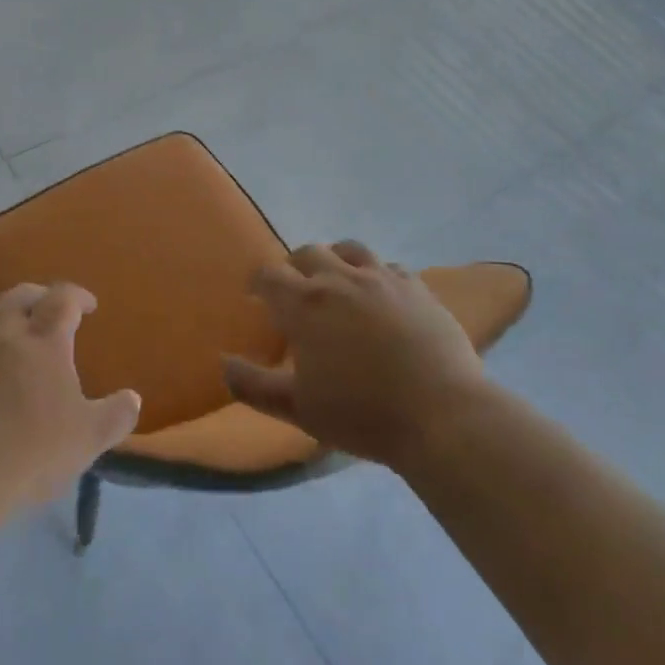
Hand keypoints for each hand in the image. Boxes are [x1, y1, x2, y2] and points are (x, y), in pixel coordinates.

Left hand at [0, 282, 140, 516]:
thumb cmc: (29, 453)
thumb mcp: (88, 440)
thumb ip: (115, 416)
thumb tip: (133, 398)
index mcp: (43, 341)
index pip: (63, 299)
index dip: (77, 296)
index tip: (88, 306)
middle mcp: (0, 335)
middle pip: (18, 296)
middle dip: (37, 296)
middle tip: (47, 309)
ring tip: (8, 335)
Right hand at [223, 241, 482, 469]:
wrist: (441, 415)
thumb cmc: (361, 413)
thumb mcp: (297, 408)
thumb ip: (253, 385)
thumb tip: (223, 363)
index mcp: (305, 304)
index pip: (269, 275)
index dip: (258, 283)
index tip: (256, 298)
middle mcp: (340, 279)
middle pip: (307, 253)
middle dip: (293, 267)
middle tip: (294, 291)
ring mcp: (382, 278)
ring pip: (349, 249)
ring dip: (334, 259)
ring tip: (336, 282)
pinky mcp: (417, 287)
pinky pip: (389, 267)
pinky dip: (375, 274)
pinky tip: (379, 296)